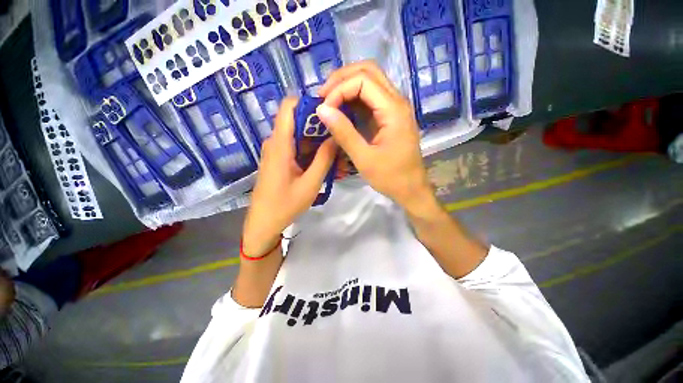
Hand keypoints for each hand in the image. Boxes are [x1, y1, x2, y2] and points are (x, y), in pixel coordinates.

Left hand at [242, 97, 336, 255]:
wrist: (263, 223)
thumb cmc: (286, 204)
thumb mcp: (311, 183)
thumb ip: (324, 158)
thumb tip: (335, 136)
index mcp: (280, 144)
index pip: (289, 107)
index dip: (308, 102)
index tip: (330, 110)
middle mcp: (275, 142)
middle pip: (297, 121)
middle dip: (319, 126)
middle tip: (339, 136)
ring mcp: (276, 151)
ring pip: (298, 136)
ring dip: (317, 142)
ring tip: (336, 153)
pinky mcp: (278, 159)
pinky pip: (295, 147)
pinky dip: (310, 151)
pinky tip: (324, 162)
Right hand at [316, 61, 434, 211]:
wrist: (411, 188)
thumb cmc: (390, 177)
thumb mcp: (364, 158)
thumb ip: (343, 133)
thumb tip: (321, 110)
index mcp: (393, 110)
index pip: (363, 80)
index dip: (339, 89)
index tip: (324, 110)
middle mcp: (396, 102)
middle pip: (368, 71)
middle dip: (341, 79)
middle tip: (323, 96)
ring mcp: (394, 108)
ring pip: (370, 81)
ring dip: (346, 86)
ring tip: (328, 102)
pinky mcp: (389, 116)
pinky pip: (370, 98)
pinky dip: (353, 99)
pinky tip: (341, 110)